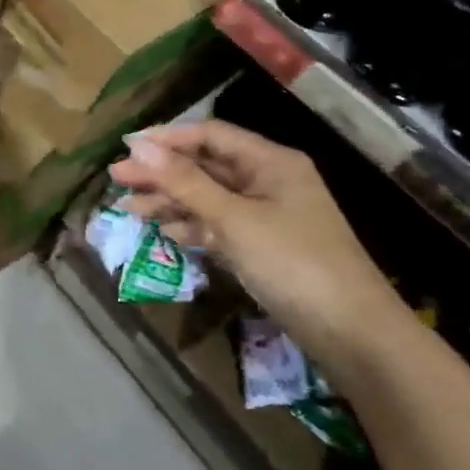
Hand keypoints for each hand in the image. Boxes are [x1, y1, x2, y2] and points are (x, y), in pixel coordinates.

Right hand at [107, 119, 404, 369]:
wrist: (353, 334)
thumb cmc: (293, 263)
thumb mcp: (233, 219)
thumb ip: (184, 182)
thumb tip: (137, 146)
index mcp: (270, 162)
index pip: (209, 135)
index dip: (166, 139)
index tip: (126, 148)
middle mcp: (268, 181)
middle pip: (205, 166)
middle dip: (161, 172)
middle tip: (117, 180)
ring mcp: (266, 215)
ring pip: (208, 197)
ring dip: (170, 201)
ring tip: (130, 209)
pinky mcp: (262, 246)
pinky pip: (218, 225)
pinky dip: (192, 227)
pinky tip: (165, 233)